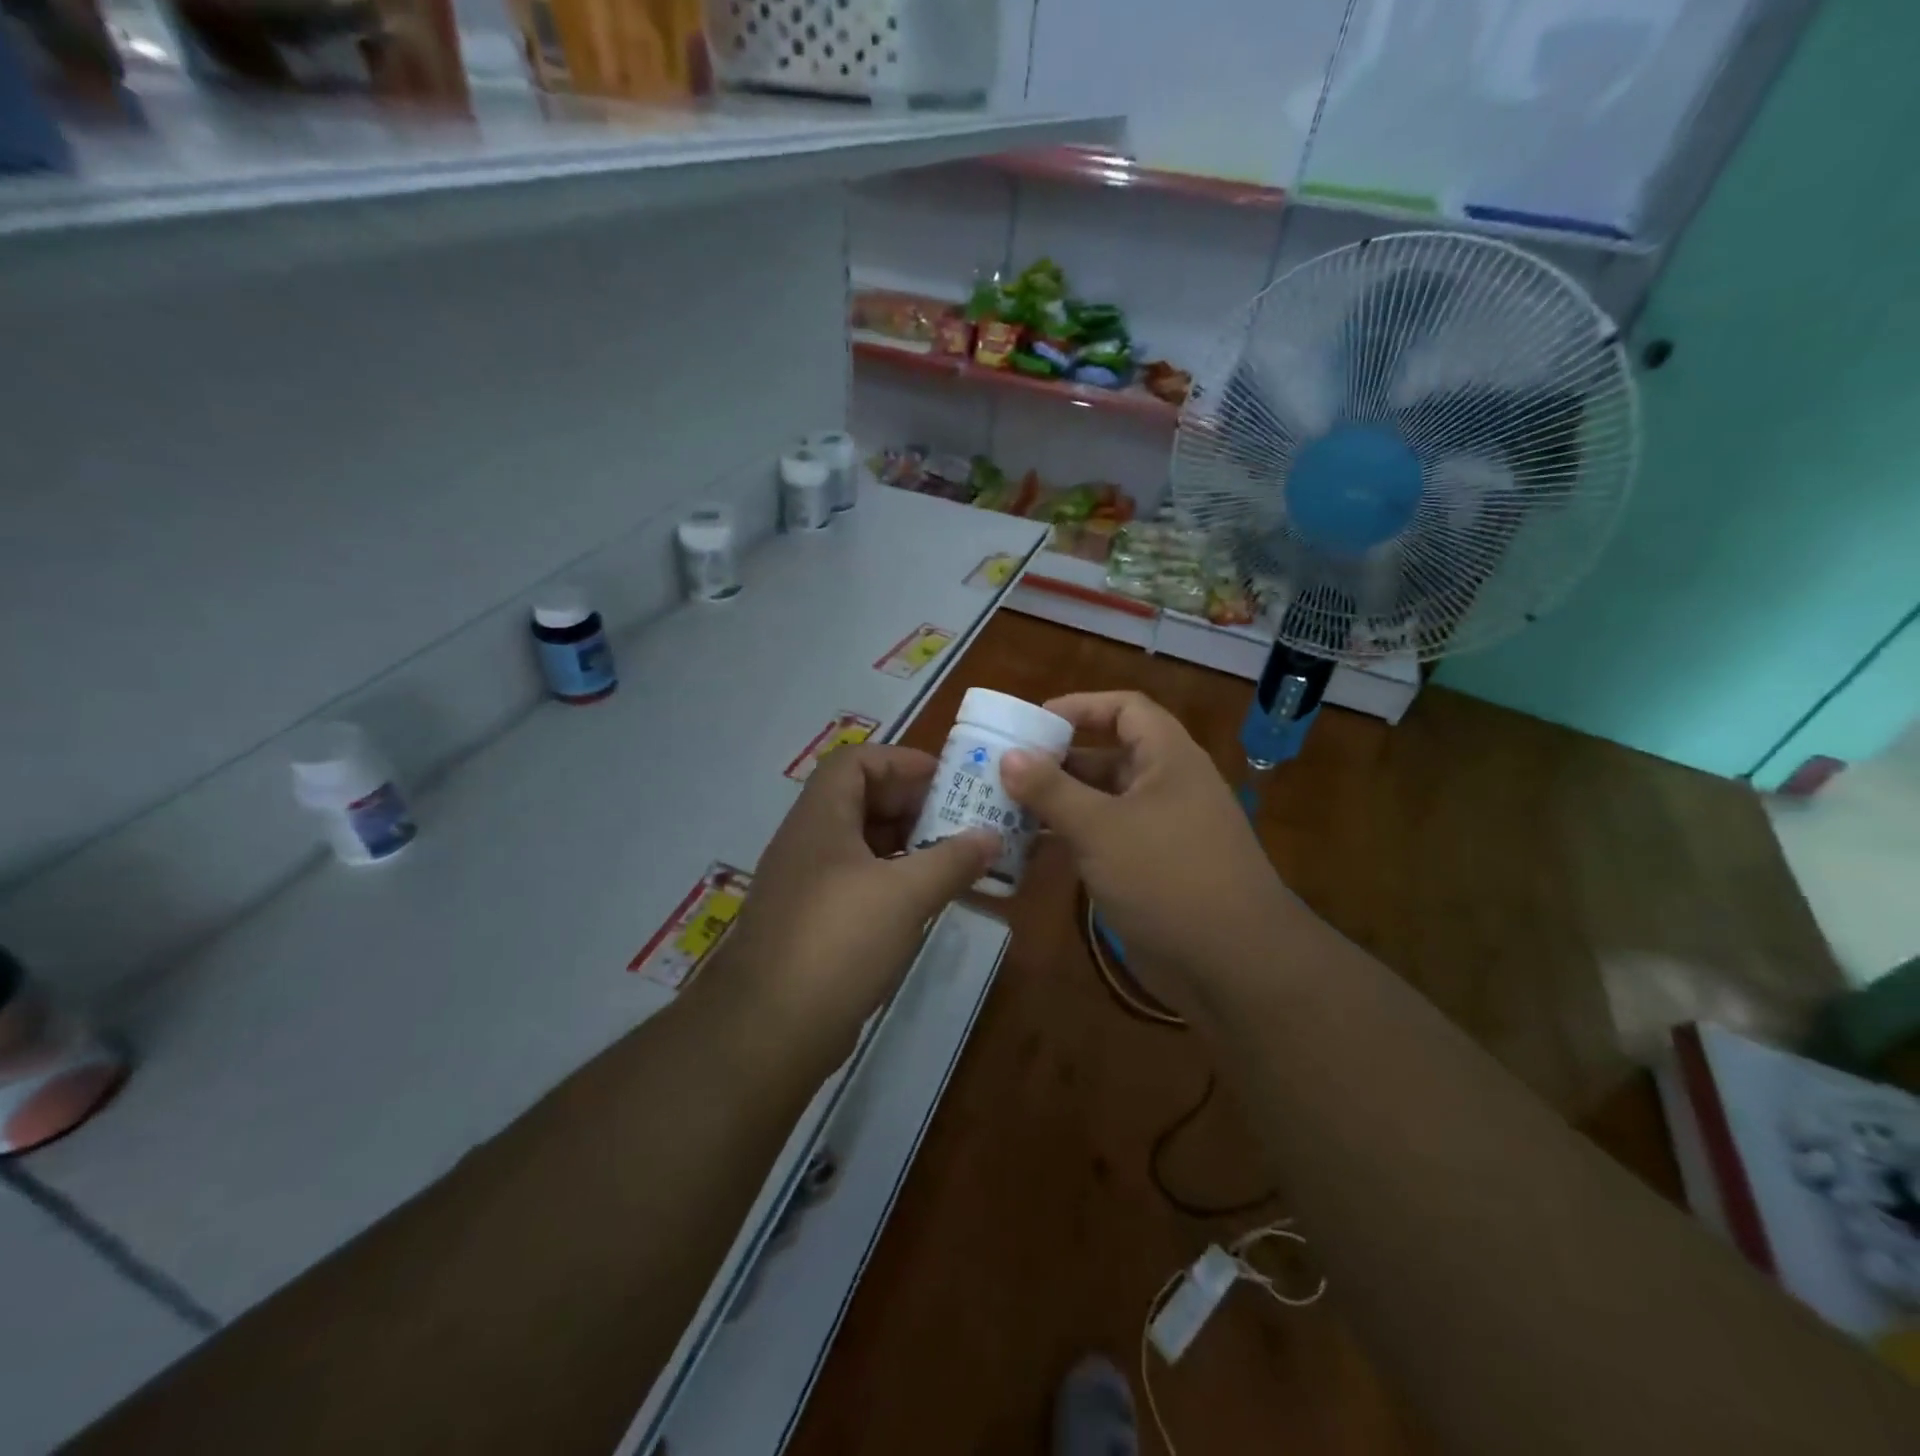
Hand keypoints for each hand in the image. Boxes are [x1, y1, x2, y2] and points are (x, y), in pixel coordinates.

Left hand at [715, 744, 998, 1040]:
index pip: (855, 761)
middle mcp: (809, 842)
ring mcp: (807, 885)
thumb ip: (953, 859)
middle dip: (912, 804)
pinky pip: (859, 883)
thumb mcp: (906, 894)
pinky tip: (925, 900)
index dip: (901, 761)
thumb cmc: (838, 941)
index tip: (947, 779)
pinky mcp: (813, 924)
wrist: (770, 1029)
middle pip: (861, 801)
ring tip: (954, 857)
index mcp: (821, 818)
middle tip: (961, 819)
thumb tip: (992, 836)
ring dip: (907, 845)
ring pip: (862, 845)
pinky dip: (893, 881)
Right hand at [999, 691, 1289, 1011]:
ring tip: (1003, 807)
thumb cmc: (1167, 876)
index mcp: (1168, 759)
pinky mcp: (1150, 869)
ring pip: (1101, 802)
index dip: (1080, 707)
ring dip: (1057, 803)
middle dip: (1057, 761)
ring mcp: (1158, 831)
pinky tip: (1030, 849)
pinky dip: (1070, 838)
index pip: (1125, 709)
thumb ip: (1052, 790)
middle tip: (1003, 770)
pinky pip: (1103, 839)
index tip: (1032, 723)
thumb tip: (1009, 756)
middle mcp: (1165, 786)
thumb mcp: (1101, 827)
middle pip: (1107, 756)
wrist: (1231, 964)